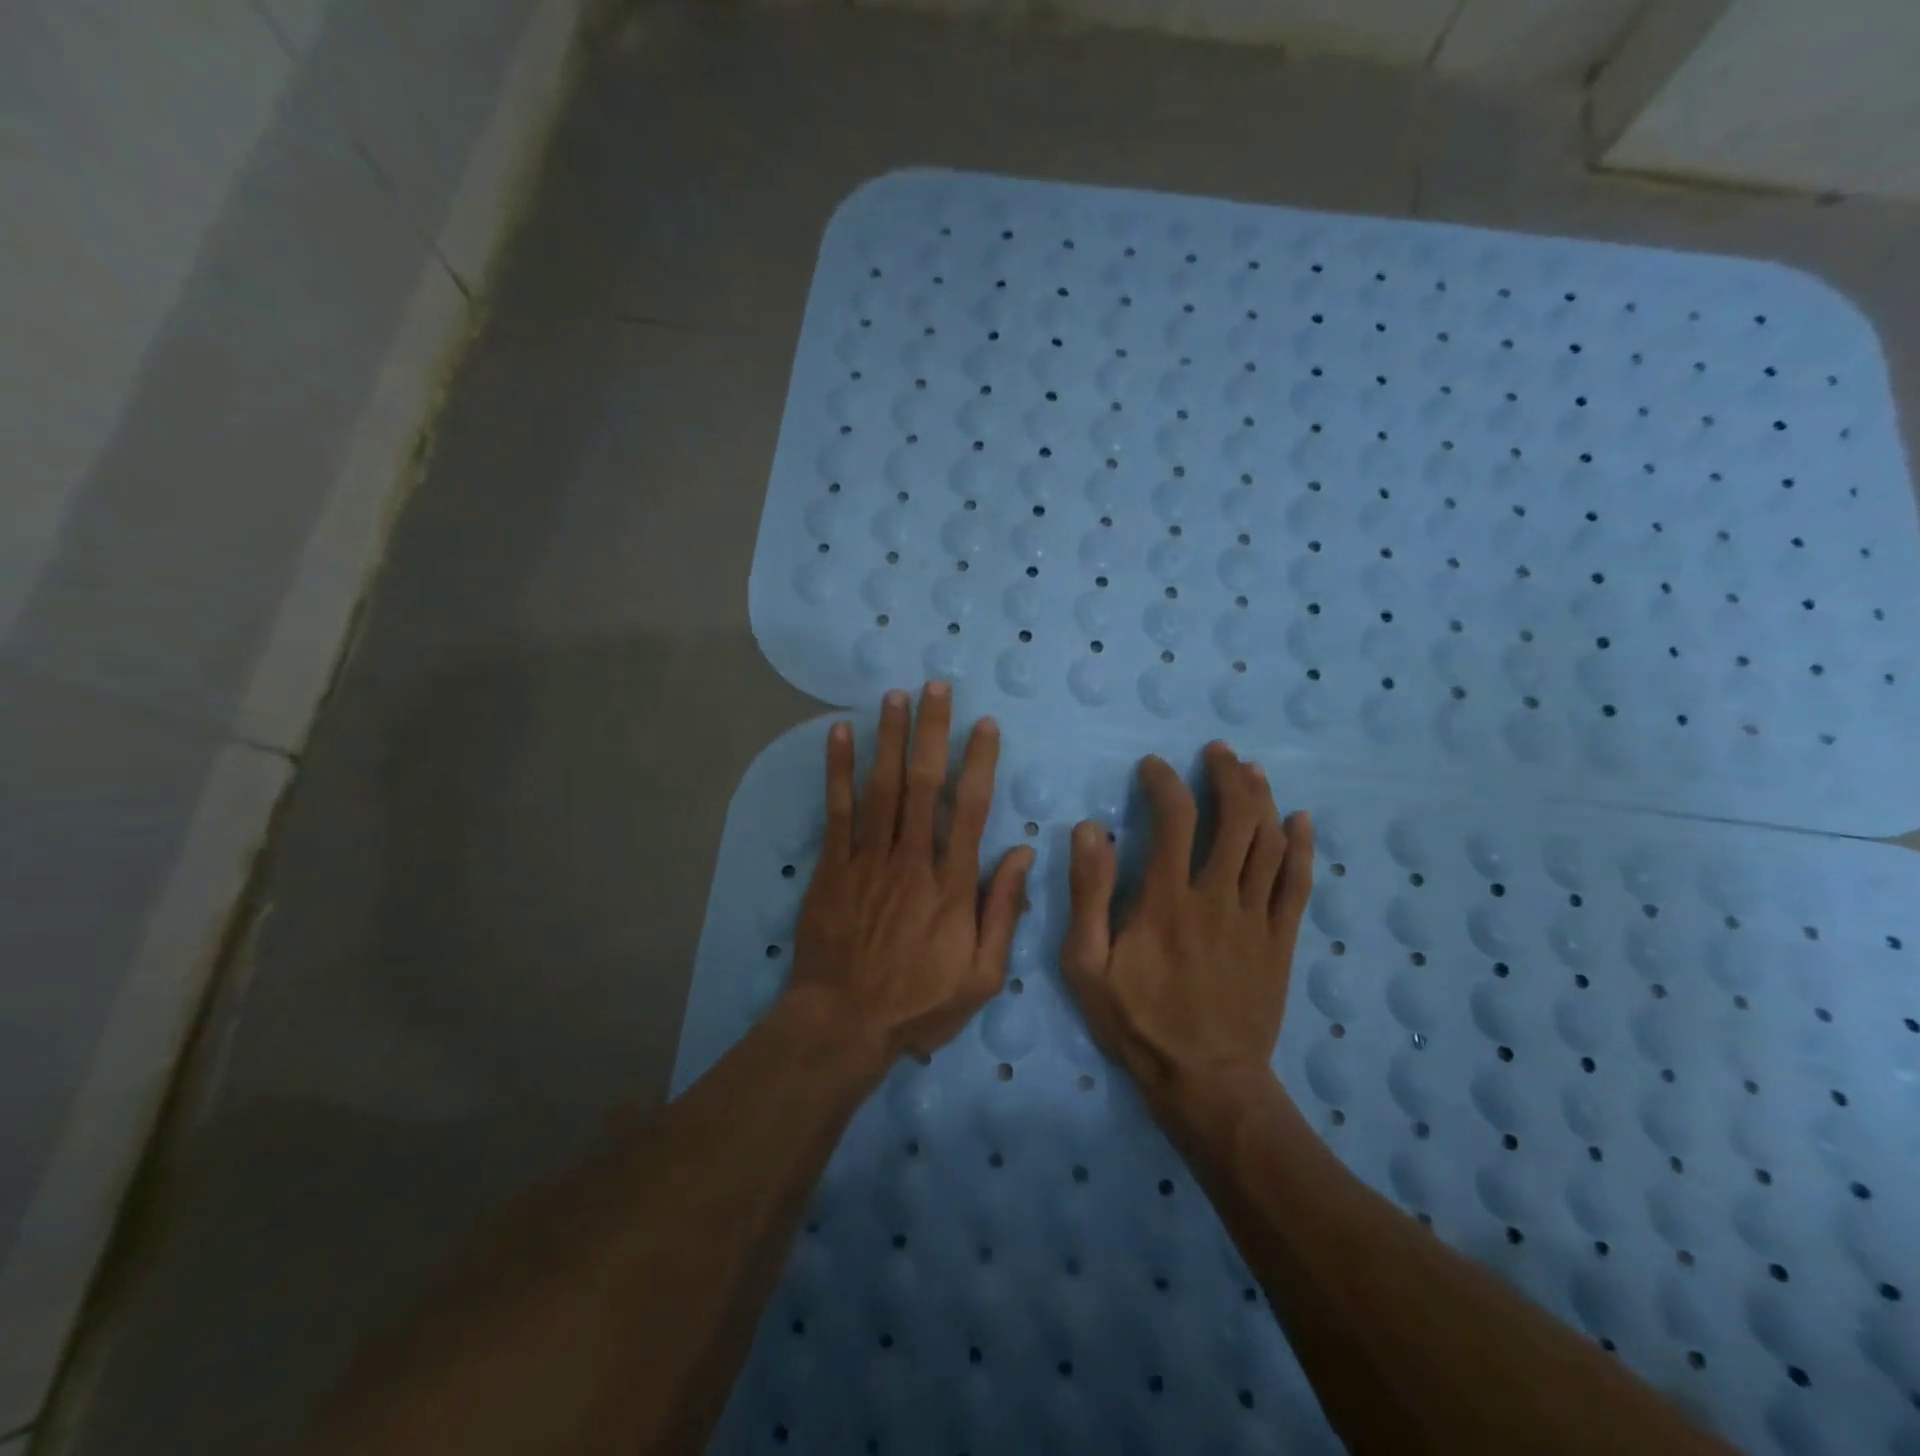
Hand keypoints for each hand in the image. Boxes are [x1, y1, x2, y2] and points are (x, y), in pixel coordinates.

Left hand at [785, 682, 1034, 1067]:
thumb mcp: (981, 975)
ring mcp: (868, 861)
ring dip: (889, 738)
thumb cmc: (918, 1003)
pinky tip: (840, 733)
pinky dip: (838, 770)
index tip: (985, 725)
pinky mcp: (832, 868)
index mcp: (952, 886)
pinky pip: (837, 811)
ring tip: (895, 696)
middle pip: (923, 784)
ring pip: (881, 788)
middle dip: (931, 731)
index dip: (979, 762)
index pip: (970, 810)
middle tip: (935, 687)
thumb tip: (1023, 853)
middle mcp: (911, 861)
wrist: (843, 1024)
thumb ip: (1003, 911)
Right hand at [1061, 742, 1313, 1117]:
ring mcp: (1255, 918)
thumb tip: (1090, 829)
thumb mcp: (1087, 965)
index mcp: (1167, 899)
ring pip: (1269, 843)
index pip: (1174, 818)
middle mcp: (1217, 896)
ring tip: (1251, 770)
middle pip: (1235, 819)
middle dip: (1227, 775)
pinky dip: (1302, 847)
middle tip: (1216, 752)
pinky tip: (1299, 820)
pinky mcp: (1280, 941)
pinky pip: (1298, 884)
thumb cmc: (1138, 1022)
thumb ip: (1088, 895)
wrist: (1205, 1081)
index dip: (1165, 782)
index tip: (1153, 766)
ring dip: (1262, 799)